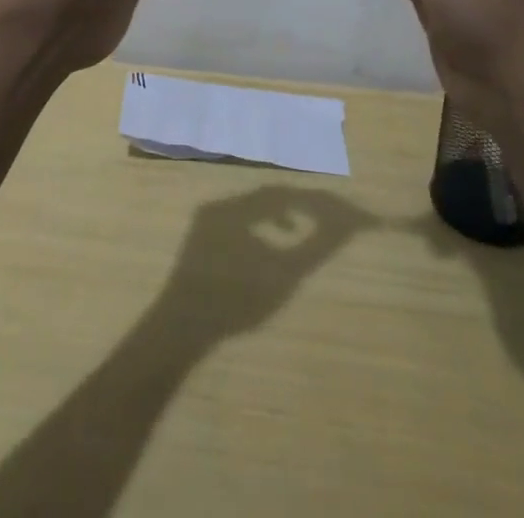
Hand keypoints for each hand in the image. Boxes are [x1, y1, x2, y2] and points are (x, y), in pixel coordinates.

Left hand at [154, 188, 376, 338]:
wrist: (181, 330)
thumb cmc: (235, 302)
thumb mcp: (282, 276)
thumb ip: (314, 247)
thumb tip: (342, 226)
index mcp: (237, 208)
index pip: (284, 193)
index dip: (314, 202)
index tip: (336, 212)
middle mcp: (220, 204)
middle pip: (266, 194)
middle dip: (296, 203)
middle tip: (321, 216)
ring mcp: (206, 219)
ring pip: (250, 205)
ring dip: (275, 213)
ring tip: (294, 231)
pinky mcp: (200, 237)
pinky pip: (236, 219)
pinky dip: (257, 225)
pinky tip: (265, 247)